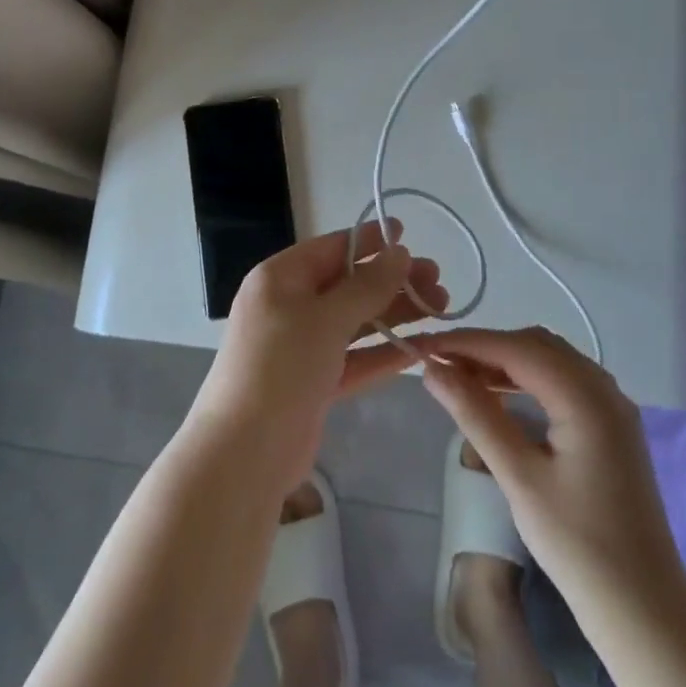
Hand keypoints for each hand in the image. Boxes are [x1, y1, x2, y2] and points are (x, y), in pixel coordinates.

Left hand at [185, 220, 448, 484]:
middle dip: (392, 281)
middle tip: (438, 280)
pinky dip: (384, 353)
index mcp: (280, 278)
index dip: (368, 240)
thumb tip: (399, 252)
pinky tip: (422, 348)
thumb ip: (366, 286)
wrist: (244, 453)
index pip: (330, 248)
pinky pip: (354, 358)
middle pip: (347, 285)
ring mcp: (301, 346)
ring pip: (355, 321)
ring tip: (441, 308)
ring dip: (395, 314)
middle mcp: (289, 306)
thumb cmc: (281, 368)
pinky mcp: (314, 383)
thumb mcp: (325, 319)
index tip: (407, 233)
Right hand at [419, 326, 682, 607]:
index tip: (423, 345)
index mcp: (585, 396)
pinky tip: (500, 395)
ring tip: (460, 376)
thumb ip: (475, 415)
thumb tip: (432, 370)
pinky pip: (563, 381)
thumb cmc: (577, 545)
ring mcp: (612, 406)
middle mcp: (604, 388)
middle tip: (439, 363)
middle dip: (485, 347)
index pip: (516, 348)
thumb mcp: (519, 477)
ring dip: (505, 360)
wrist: (643, 608)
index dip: (467, 342)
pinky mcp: (611, 426)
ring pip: (551, 359)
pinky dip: (527, 377)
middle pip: (536, 344)